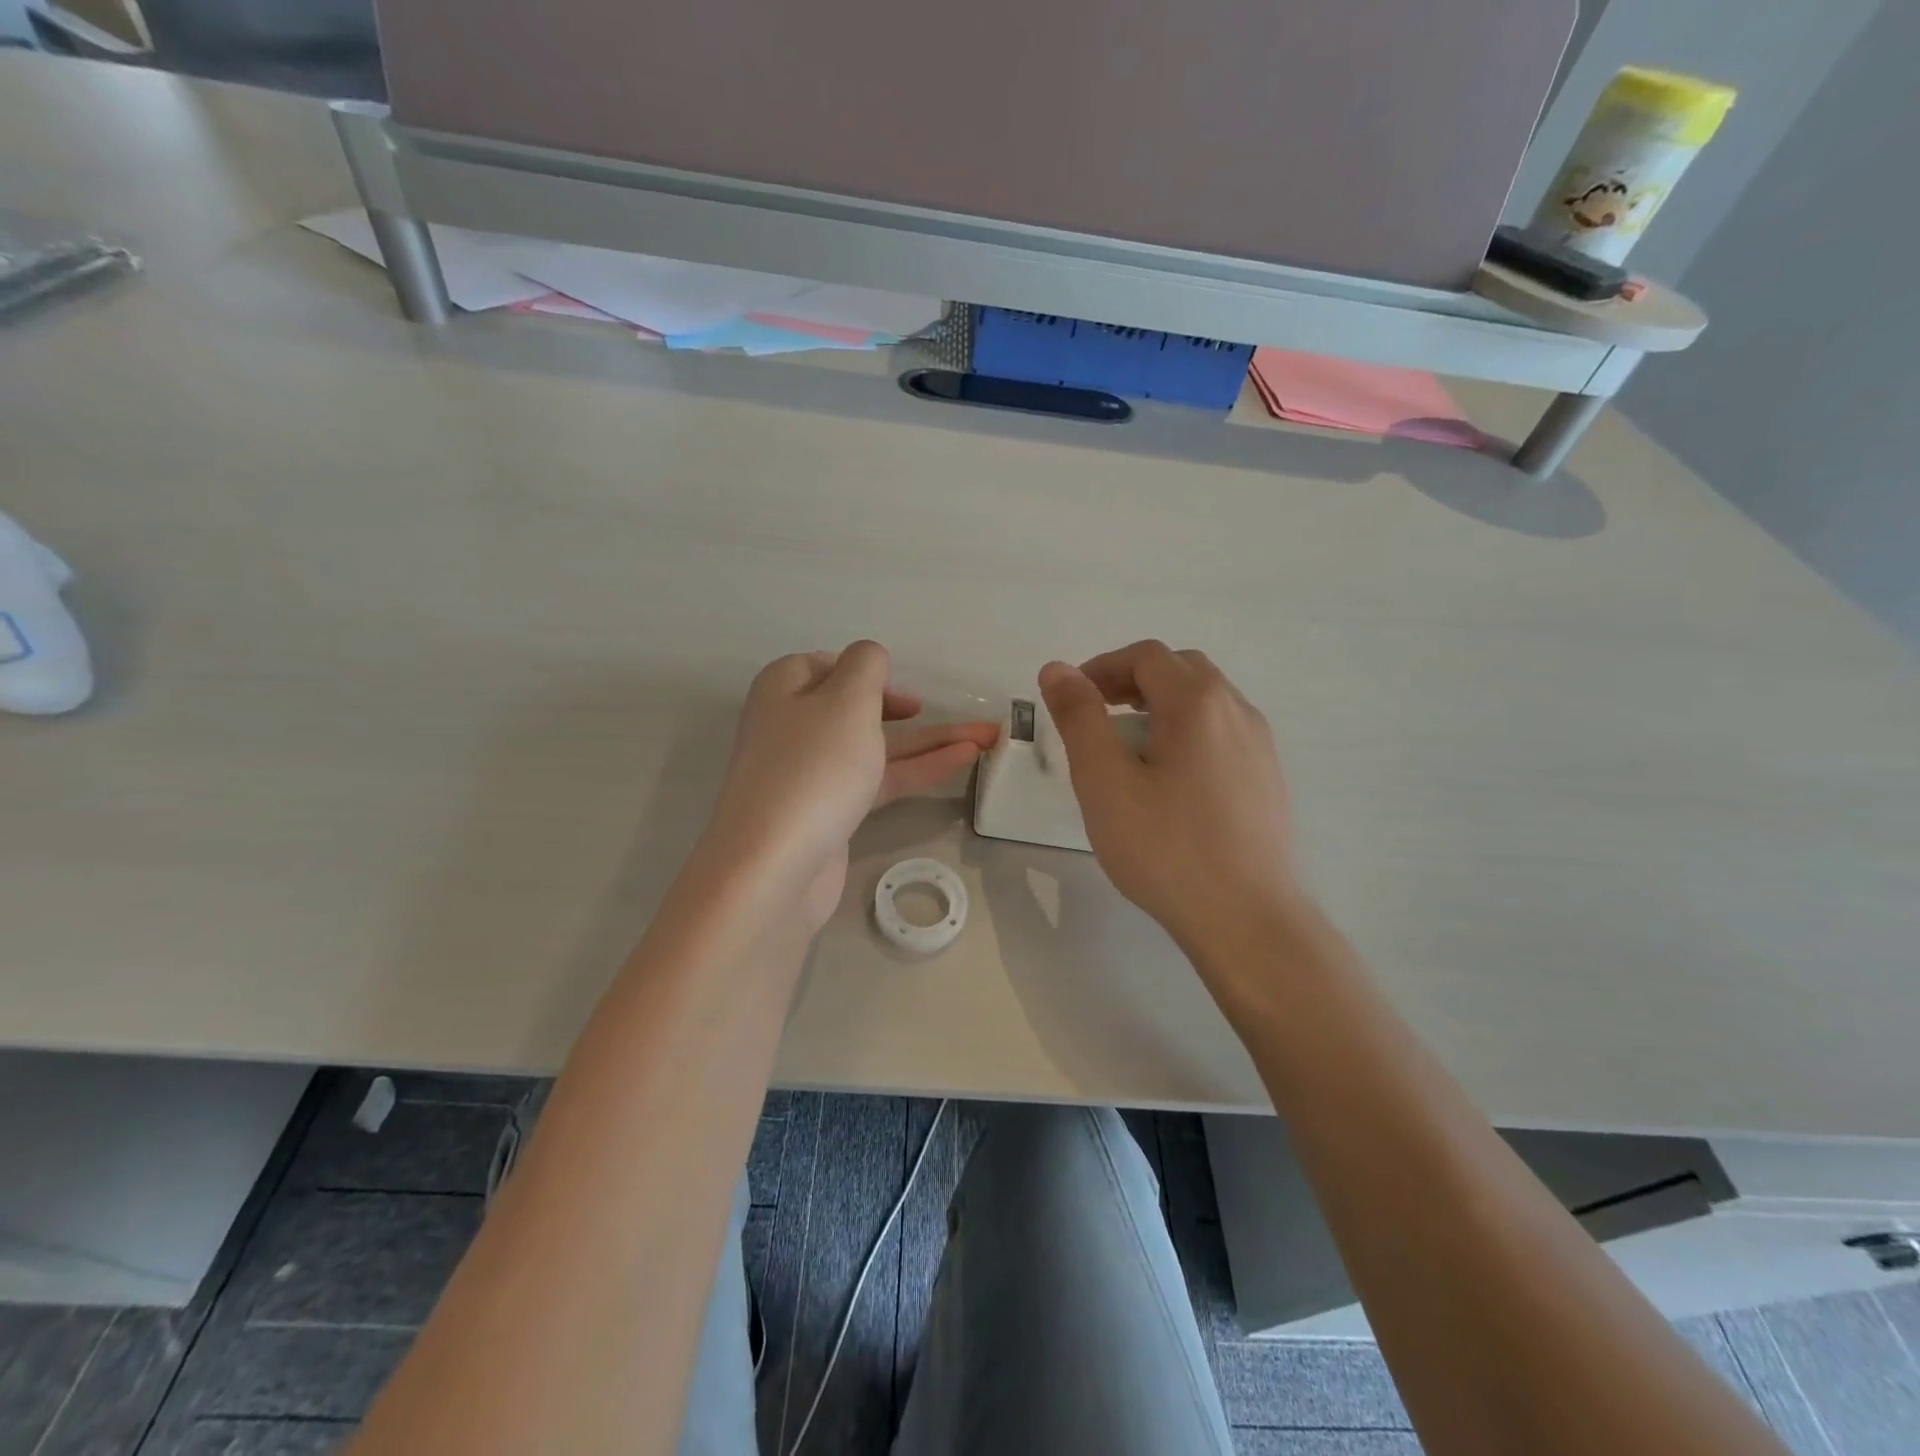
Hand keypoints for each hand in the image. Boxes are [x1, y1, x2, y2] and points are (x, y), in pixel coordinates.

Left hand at [708, 642, 999, 929]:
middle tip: (940, 713)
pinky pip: (878, 780)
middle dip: (908, 710)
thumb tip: (869, 659)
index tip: (901, 686)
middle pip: (856, 708)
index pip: (825, 665)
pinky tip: (960, 762)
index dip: (865, 671)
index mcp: (784, 690)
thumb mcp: (846, 699)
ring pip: (875, 747)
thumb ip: (867, 666)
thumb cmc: (813, 767)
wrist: (776, 866)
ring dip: (929, 742)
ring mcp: (810, 774)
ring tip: (986, 739)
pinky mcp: (829, 813)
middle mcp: (793, 727)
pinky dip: (917, 769)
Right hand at [1038, 641, 1297, 955]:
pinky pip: (1222, 733)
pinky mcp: (1268, 778)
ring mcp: (1260, 745)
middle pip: (1180, 670)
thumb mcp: (1104, 781)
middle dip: (1132, 682)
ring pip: (1205, 702)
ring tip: (1128, 750)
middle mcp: (1238, 710)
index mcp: (1198, 702)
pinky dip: (1187, 733)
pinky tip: (1169, 782)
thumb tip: (1057, 669)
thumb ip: (1079, 718)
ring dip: (1161, 707)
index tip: (1072, 699)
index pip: (1146, 656)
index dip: (1102, 667)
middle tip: (1097, 716)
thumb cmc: (1166, 848)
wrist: (1247, 919)